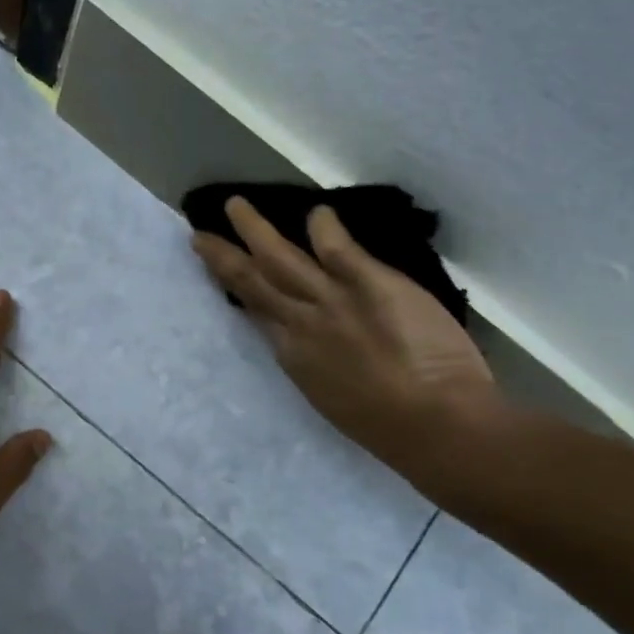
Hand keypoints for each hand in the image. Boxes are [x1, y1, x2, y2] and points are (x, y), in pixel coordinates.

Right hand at [191, 198, 500, 471]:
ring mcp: (332, 300)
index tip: (222, 273)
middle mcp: (300, 324)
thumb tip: (307, 345)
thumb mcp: (331, 398)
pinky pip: (338, 248)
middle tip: (200, 235)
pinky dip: (324, 227)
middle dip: (224, 256)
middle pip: (253, 282)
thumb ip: (316, 364)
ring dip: (255, 230)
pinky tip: (317, 212)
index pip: (258, 313)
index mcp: (293, 356)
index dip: (237, 290)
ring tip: (235, 206)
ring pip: (281, 259)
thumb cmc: (386, 426)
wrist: (433, 423)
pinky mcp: (369, 284)